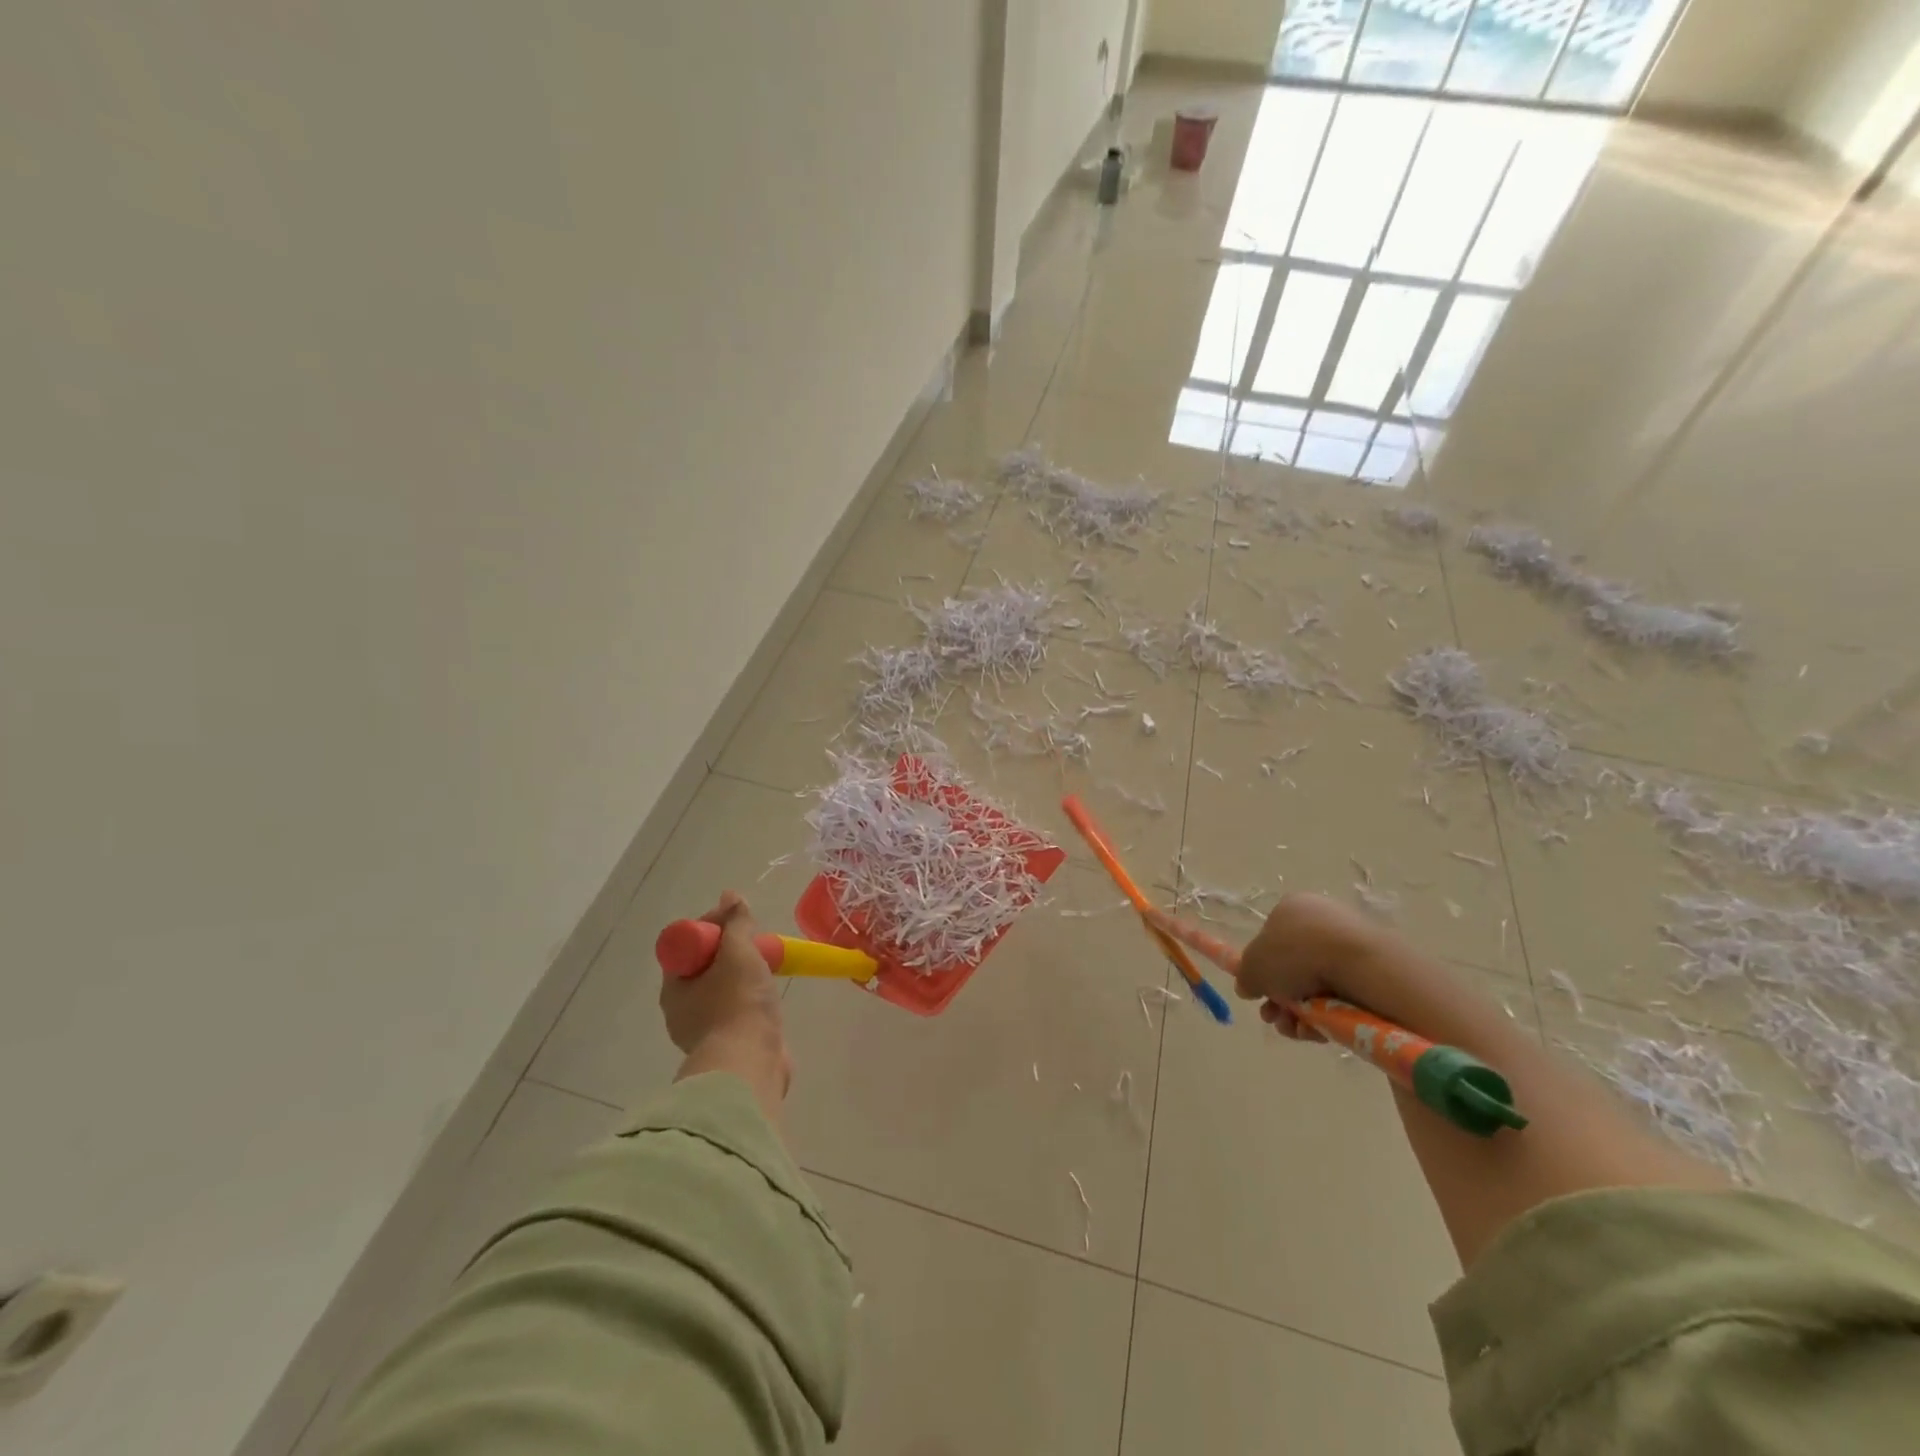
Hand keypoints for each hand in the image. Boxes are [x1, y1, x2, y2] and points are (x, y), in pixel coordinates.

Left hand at [659, 891, 784, 1055]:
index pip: (688, 943)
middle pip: (707, 964)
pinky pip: (738, 1011)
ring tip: (768, 966)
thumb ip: (736, 923)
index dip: (713, 925)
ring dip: (744, 974)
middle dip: (732, 949)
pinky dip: (752, 999)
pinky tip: (769, 995)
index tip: (738, 920)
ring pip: (723, 988)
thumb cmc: (738, 1003)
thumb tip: (731, 896)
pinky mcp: (729, 1046)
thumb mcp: (739, 953)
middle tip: (757, 943)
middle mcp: (683, 1010)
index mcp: (675, 987)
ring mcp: (705, 1031)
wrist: (750, 1066)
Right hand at [1237, 893, 1386, 1039]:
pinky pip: (1341, 996)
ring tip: (1295, 1029)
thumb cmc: (1296, 956)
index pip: (1269, 940)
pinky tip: (1318, 1031)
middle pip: (1292, 968)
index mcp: (1291, 909)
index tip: (1259, 994)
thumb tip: (1248, 986)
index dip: (1261, 971)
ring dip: (1299, 1013)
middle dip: (1280, 999)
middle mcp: (1320, 921)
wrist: (1359, 966)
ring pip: (1316, 986)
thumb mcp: (1252, 968)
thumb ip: (1245, 977)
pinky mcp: (1372, 971)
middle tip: (1273, 1017)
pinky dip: (1326, 1015)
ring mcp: (1348, 945)